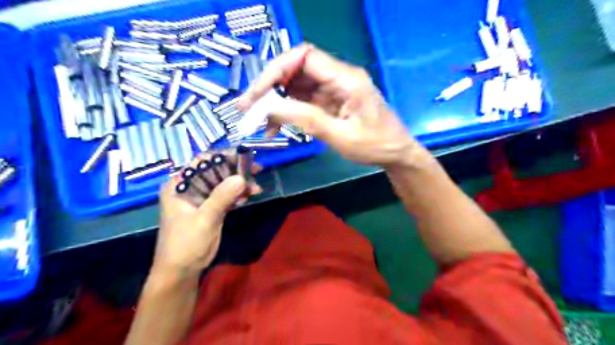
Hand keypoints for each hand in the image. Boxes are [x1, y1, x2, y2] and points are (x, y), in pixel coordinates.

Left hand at [154, 159, 261, 277]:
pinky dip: (238, 195)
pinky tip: (250, 195)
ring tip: (257, 187)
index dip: (223, 157)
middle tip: (256, 169)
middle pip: (215, 171)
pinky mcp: (210, 208)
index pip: (201, 162)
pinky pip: (226, 195)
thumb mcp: (204, 219)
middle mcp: (189, 187)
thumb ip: (221, 197)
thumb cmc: (186, 244)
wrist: (182, 271)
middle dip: (236, 170)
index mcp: (179, 185)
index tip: (244, 156)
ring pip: (223, 183)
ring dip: (240, 184)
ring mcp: (201, 198)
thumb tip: (241, 177)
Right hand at [237, 43, 420, 166]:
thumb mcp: (340, 136)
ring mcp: (334, 89)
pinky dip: (288, 110)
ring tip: (260, 120)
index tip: (259, 92)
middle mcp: (339, 78)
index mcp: (346, 79)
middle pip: (297, 69)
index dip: (277, 69)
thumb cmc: (375, 146)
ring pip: (297, 85)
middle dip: (271, 86)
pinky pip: (304, 99)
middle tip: (250, 107)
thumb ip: (306, 119)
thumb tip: (270, 107)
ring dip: (276, 100)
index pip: (305, 57)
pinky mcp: (331, 101)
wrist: (395, 154)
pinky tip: (277, 124)